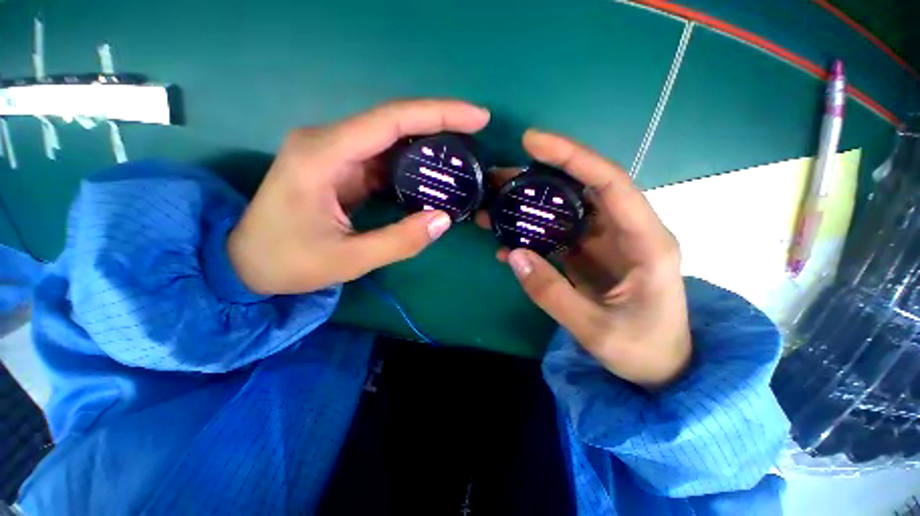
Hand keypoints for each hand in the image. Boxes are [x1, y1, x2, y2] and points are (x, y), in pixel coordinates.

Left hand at [228, 99, 490, 293]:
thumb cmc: (288, 261)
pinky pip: (384, 158)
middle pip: (393, 122)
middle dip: (439, 124)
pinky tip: (433, 175)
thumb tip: (444, 219)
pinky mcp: (341, 168)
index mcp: (324, 154)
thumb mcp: (348, 259)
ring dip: (427, 145)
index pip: (390, 120)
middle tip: (477, 133)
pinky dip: (412, 164)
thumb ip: (399, 241)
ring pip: (390, 139)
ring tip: (461, 155)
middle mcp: (329, 142)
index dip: (438, 114)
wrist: (246, 262)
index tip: (477, 117)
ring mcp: (335, 154)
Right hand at [477, 130, 690, 389]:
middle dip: (538, 178)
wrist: (660, 368)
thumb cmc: (642, 350)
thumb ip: (552, 293)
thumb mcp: (595, 329)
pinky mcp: (589, 254)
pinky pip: (557, 235)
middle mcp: (626, 232)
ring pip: (565, 210)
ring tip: (494, 205)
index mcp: (645, 242)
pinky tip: (507, 243)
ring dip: (529, 206)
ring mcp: (605, 243)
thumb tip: (514, 255)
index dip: (572, 156)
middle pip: (581, 189)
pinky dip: (531, 235)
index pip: (609, 183)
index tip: (532, 143)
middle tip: (498, 178)